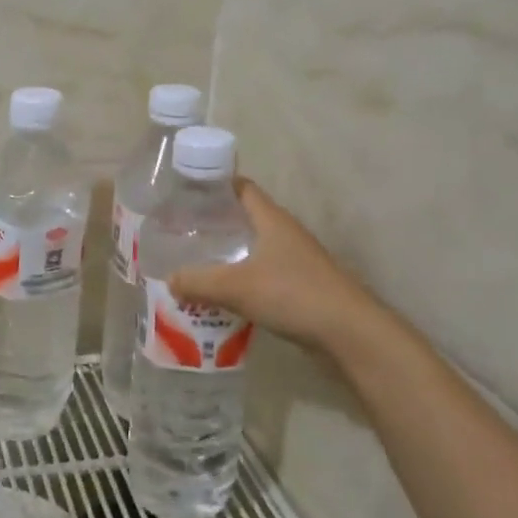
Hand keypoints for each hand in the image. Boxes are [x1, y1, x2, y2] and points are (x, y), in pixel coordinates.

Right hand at [167, 178, 378, 351]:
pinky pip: (262, 275)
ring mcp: (295, 260)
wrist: (348, 332)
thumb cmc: (292, 293)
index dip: (215, 185)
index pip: (241, 188)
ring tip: (195, 263)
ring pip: (254, 249)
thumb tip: (169, 279)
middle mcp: (284, 233)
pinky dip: (241, 279)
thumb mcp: (236, 286)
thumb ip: (198, 281)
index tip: (187, 193)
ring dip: (228, 254)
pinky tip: (221, 295)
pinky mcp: (300, 286)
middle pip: (246, 218)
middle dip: (215, 223)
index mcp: (271, 219)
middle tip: (182, 232)